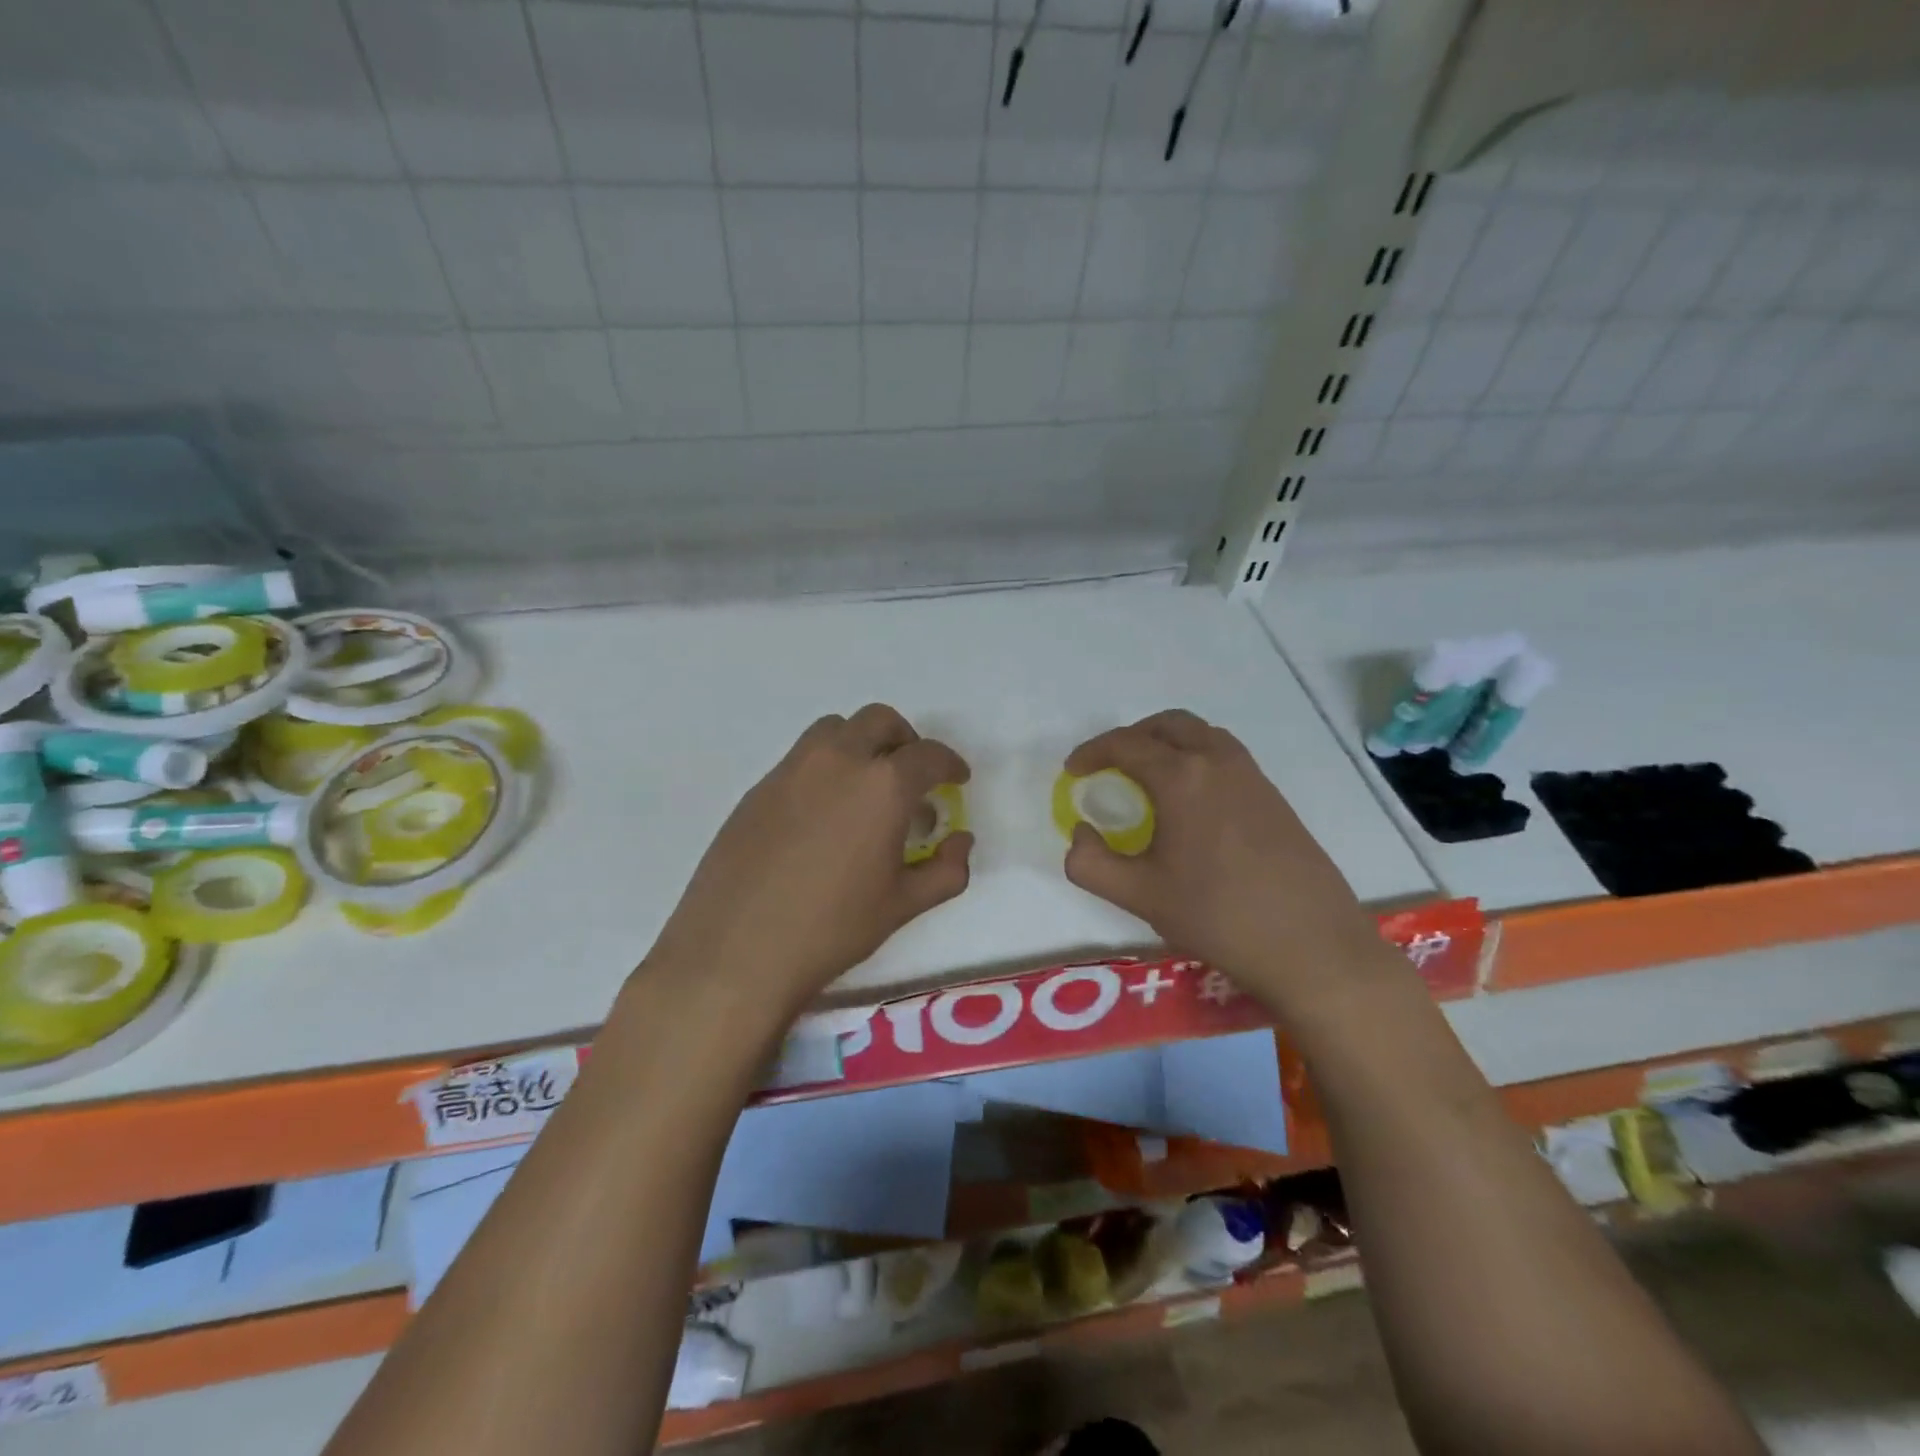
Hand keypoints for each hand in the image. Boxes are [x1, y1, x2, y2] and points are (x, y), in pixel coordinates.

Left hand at [646, 705, 972, 1021]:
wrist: (736, 950)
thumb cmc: (831, 929)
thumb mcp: (902, 905)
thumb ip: (946, 870)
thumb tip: (961, 841)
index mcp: (883, 785)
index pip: (928, 755)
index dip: (950, 764)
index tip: (956, 780)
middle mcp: (838, 760)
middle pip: (880, 721)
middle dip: (906, 740)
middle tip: (912, 777)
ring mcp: (792, 769)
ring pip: (835, 729)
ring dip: (861, 743)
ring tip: (866, 787)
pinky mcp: (759, 787)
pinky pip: (802, 757)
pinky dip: (826, 766)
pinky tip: (823, 814)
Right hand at [1062, 710, 1389, 1009]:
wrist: (1310, 944)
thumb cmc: (1217, 915)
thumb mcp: (1138, 895)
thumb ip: (1090, 863)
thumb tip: (1080, 833)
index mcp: (1181, 777)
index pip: (1125, 745)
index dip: (1092, 752)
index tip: (1073, 771)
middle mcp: (1218, 761)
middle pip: (1167, 725)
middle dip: (1131, 737)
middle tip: (1109, 766)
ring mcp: (1252, 776)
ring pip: (1201, 735)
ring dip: (1167, 743)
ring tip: (1147, 778)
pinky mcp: (1274, 796)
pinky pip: (1225, 756)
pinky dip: (1196, 759)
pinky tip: (1190, 803)